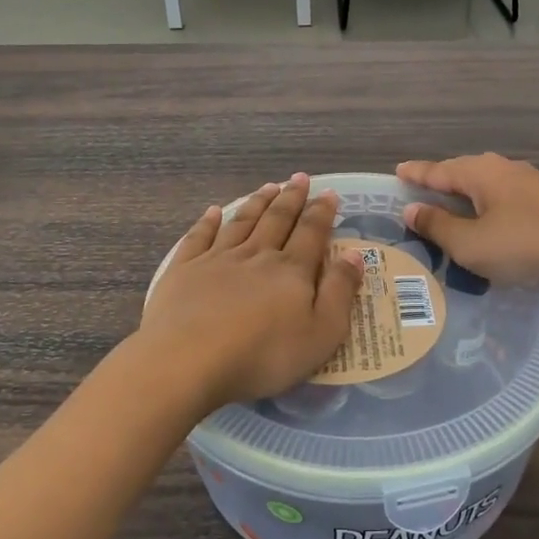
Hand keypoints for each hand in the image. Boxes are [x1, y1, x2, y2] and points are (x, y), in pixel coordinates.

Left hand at [140, 174, 363, 413]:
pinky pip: (199, 237)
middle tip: (299, 178)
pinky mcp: (184, 270)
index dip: (322, 212)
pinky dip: (207, 222)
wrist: (189, 361)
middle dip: (291, 198)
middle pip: (277, 220)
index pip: (311, 233)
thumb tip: (354, 254)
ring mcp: (217, 259)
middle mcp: (256, 255)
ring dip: (257, 203)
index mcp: (291, 270)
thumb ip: (340, 292)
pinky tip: (213, 211)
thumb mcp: (321, 333)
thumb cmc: (263, 355)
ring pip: (242, 222)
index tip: (329, 193)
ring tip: (268, 186)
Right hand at [396, 154, 538, 299]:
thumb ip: (439, 226)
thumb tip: (412, 209)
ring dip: (464, 199)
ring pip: (485, 188)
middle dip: (440, 184)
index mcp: (480, 173)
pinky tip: (487, 226)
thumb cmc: (525, 245)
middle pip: (462, 173)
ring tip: (448, 213)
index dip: (416, 174)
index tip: (397, 171)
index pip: (438, 170)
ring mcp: (529, 185)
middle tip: (418, 196)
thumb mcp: (471, 243)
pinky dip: (486, 211)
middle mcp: (503, 170)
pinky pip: (503, 201)